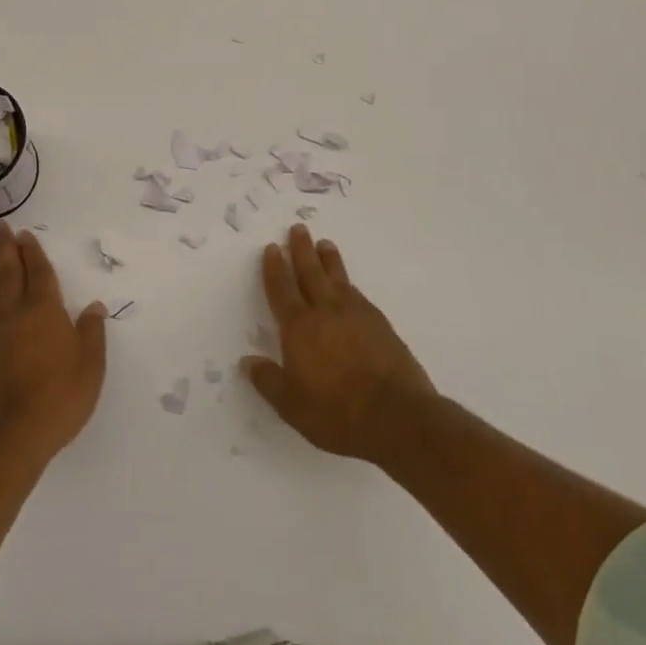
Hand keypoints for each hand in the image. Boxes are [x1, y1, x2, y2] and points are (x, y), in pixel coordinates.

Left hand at [0, 223, 106, 460]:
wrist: (10, 436)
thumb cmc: (59, 398)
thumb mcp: (91, 367)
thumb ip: (91, 333)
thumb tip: (93, 306)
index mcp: (45, 310)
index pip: (38, 272)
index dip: (32, 252)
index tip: (24, 234)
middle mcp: (15, 312)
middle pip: (8, 272)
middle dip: (4, 247)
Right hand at [240, 224, 435, 462]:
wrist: (397, 416)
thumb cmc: (336, 413)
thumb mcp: (292, 405)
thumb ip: (268, 381)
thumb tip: (248, 362)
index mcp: (299, 328)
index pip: (282, 289)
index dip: (274, 268)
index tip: (272, 248)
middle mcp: (325, 312)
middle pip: (310, 273)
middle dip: (301, 250)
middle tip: (298, 228)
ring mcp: (356, 315)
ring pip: (337, 278)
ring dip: (328, 259)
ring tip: (324, 244)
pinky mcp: (380, 324)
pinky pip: (358, 294)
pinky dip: (348, 283)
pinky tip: (348, 284)